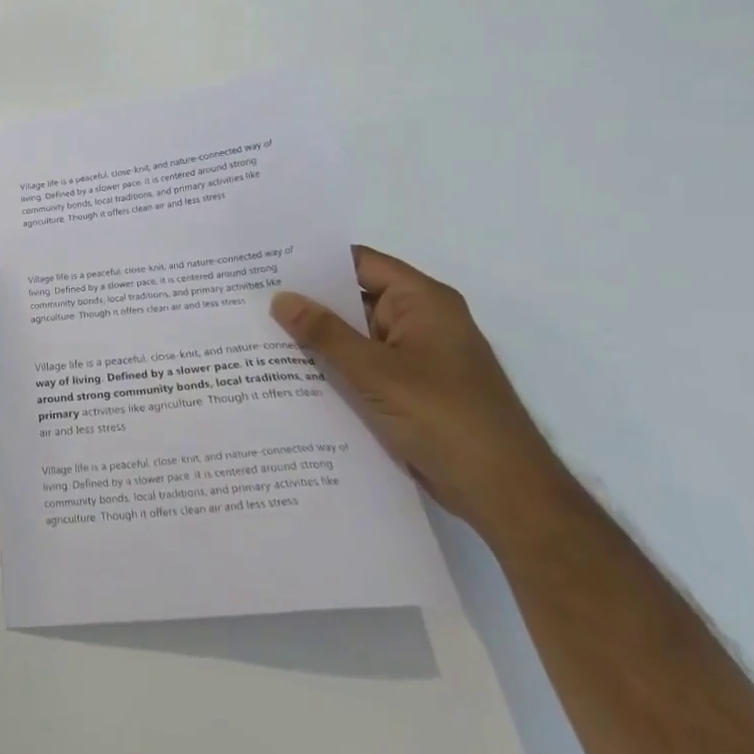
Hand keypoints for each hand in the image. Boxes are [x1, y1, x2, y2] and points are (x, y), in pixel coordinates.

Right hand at [270, 247, 569, 541]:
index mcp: (423, 302)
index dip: (314, 261)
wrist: (504, 492)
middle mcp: (420, 321)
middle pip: (354, 298)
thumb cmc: (445, 419)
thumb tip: (280, 298)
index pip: (360, 263)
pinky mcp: (408, 390)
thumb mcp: (376, 372)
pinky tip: (288, 373)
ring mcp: (414, 357)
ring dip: (316, 338)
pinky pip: (361, 366)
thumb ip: (325, 334)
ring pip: (354, 336)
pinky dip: (331, 367)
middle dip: (307, 301)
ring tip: (257, 333)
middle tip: (250, 299)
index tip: (266, 264)